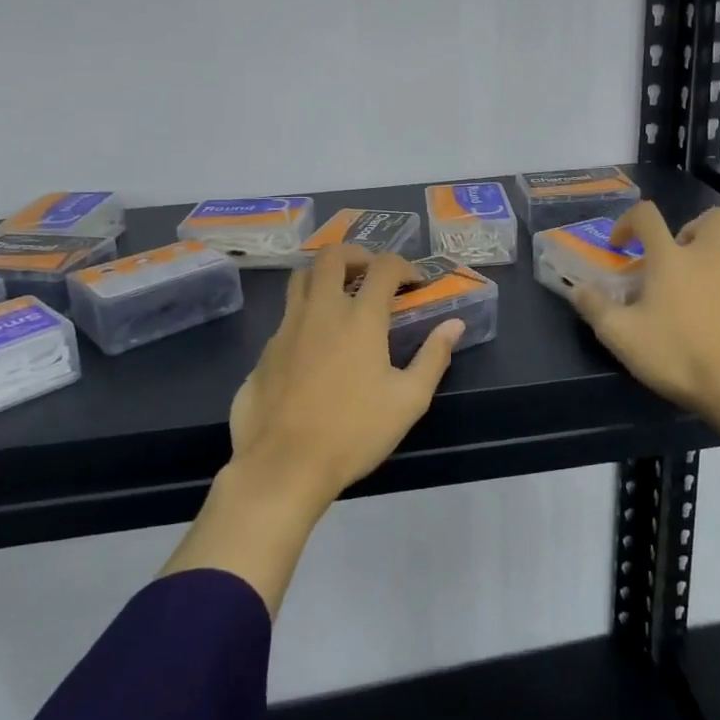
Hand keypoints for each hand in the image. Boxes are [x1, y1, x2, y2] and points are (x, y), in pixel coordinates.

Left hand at [228, 246, 463, 509]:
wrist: (283, 465)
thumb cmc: (354, 432)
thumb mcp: (408, 400)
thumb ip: (433, 357)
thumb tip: (454, 325)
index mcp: (360, 318)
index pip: (383, 266)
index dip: (403, 266)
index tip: (413, 282)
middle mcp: (321, 310)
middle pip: (332, 256)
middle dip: (356, 254)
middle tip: (371, 273)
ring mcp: (287, 327)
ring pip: (301, 278)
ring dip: (324, 275)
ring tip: (341, 296)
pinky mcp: (266, 350)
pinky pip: (287, 314)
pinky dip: (305, 312)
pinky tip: (316, 344)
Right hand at [569, 202, 719, 419]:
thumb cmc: (674, 352)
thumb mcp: (620, 334)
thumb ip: (595, 307)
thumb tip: (579, 290)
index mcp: (671, 257)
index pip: (647, 215)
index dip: (628, 222)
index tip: (619, 247)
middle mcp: (707, 258)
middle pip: (713, 217)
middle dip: (691, 227)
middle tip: (673, 253)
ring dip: (712, 249)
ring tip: (691, 276)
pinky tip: (705, 311)